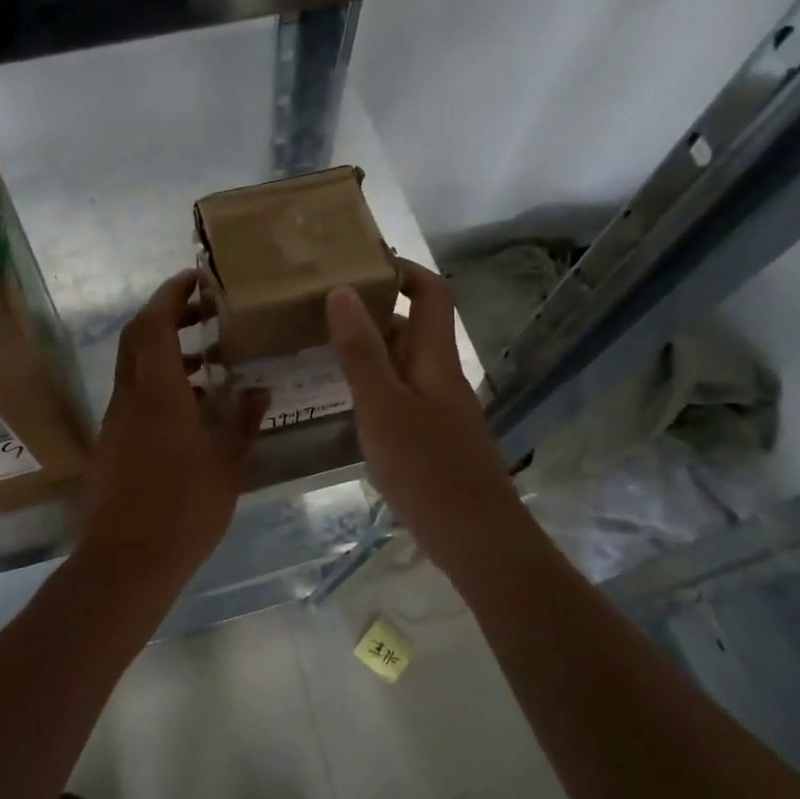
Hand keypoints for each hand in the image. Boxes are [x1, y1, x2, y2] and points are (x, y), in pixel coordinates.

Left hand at [79, 270, 268, 585]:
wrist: (125, 563)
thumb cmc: (183, 510)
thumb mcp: (227, 465)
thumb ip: (244, 422)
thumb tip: (259, 390)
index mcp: (157, 394)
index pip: (153, 324)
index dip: (170, 295)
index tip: (195, 278)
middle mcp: (129, 399)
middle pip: (137, 339)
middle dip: (166, 316)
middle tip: (204, 311)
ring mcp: (116, 422)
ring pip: (135, 369)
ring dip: (167, 354)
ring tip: (211, 360)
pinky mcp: (113, 445)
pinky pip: (135, 398)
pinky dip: (160, 386)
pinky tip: (194, 409)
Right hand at [326, 260, 530, 568]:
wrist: (475, 537)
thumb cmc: (426, 467)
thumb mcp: (382, 406)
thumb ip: (360, 351)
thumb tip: (343, 290)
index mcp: (434, 358)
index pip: (431, 293)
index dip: (403, 270)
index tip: (362, 261)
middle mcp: (441, 375)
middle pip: (414, 327)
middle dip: (375, 309)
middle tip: (324, 306)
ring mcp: (440, 409)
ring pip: (405, 363)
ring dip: (371, 349)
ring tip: (323, 347)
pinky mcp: (434, 438)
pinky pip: (402, 395)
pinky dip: (375, 385)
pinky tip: (348, 402)